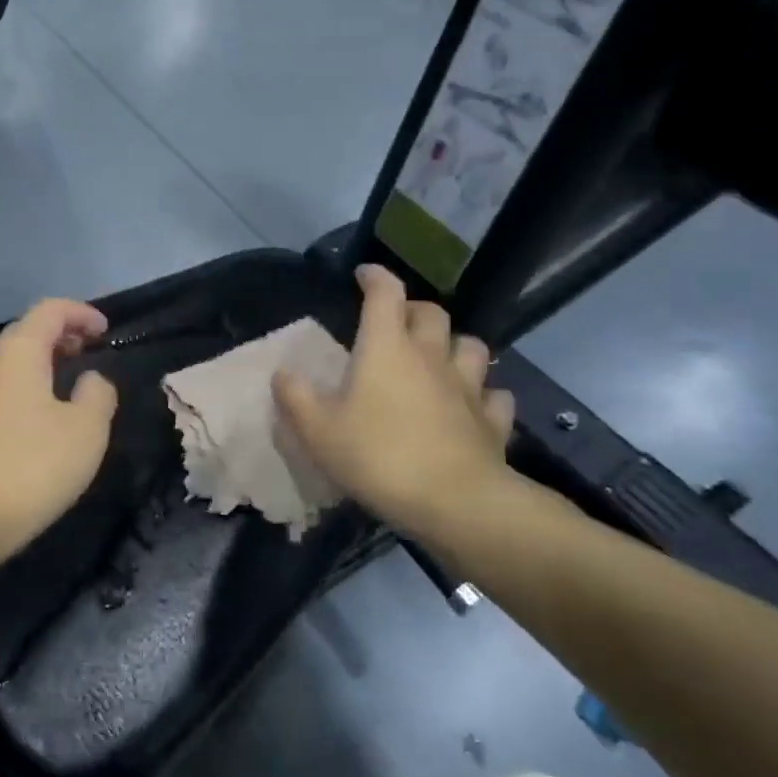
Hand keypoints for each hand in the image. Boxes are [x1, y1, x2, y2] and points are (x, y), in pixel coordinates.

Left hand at [0, 298, 119, 567]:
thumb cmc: (30, 465)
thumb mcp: (86, 429)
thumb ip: (97, 394)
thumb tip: (90, 379)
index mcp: (18, 351)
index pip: (50, 310)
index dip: (81, 313)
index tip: (106, 332)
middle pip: (27, 333)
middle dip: (62, 336)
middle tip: (91, 352)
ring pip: (12, 363)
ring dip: (44, 364)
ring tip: (72, 386)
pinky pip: (2, 390)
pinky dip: (28, 389)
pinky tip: (43, 420)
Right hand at [274, 265, 516, 537]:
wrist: (455, 502)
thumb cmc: (378, 456)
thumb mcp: (317, 431)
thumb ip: (295, 397)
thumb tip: (282, 372)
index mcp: (387, 348)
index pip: (385, 293)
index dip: (375, 277)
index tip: (363, 274)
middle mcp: (431, 357)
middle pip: (432, 313)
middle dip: (414, 309)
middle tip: (396, 322)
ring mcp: (468, 387)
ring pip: (472, 346)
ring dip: (454, 344)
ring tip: (439, 358)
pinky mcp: (492, 421)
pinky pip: (495, 396)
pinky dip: (483, 393)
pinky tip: (472, 404)